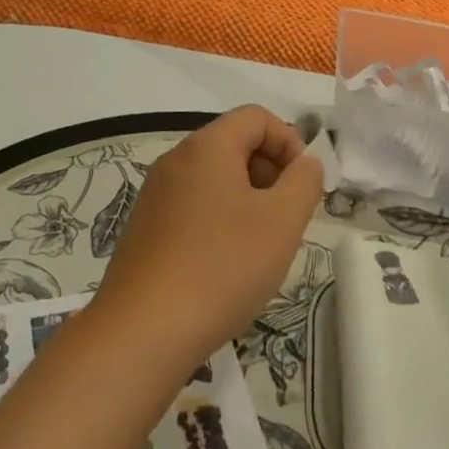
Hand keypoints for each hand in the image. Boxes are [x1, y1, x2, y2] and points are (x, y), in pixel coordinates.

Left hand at [93, 106, 323, 369]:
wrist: (143, 332)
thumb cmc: (223, 267)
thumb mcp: (283, 221)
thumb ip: (304, 181)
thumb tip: (305, 163)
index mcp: (207, 146)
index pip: (256, 117)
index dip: (289, 142)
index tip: (302, 186)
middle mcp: (175, 160)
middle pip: (234, 144)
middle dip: (269, 172)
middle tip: (285, 219)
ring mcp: (154, 195)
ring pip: (214, 179)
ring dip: (246, 200)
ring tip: (258, 247)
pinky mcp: (143, 228)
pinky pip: (192, 206)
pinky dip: (218, 221)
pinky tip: (224, 266)